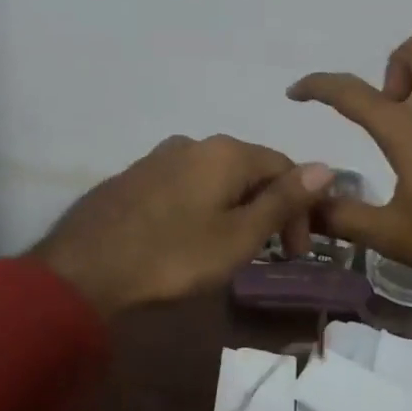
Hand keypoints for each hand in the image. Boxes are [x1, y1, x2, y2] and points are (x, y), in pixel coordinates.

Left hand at [30, 135, 335, 317]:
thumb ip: (282, 201)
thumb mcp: (238, 236)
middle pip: (249, 170)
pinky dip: (202, 207)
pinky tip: (190, 238)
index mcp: (225, 152)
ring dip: (234, 209)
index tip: (296, 253)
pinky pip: (185, 185)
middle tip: (267, 254)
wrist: (86, 268)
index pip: (284, 167)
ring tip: (229, 250)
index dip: (301, 208)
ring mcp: (160, 157)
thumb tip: (325, 167)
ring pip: (216, 178)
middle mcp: (193, 142)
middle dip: (267, 209)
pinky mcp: (136, 176)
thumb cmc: (173, 256)